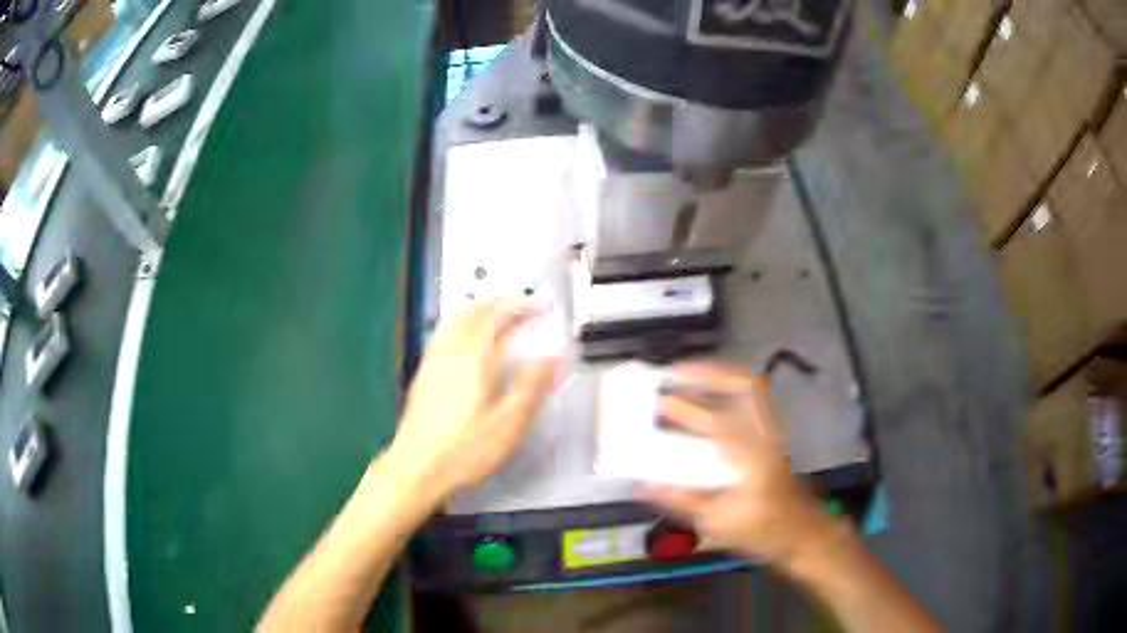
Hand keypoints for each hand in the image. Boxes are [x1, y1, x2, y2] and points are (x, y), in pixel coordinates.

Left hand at [385, 299, 559, 505]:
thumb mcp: (509, 423)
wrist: (416, 468)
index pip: (496, 315)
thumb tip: (553, 359)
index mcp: (473, 359)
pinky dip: (461, 326)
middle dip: (499, 303)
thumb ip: (532, 386)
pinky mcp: (423, 376)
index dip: (519, 305)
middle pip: (473, 312)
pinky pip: (443, 335)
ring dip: (478, 311)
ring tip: (495, 316)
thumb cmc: (462, 450)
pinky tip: (465, 343)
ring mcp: (432, 363)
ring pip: (454, 321)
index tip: (537, 306)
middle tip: (520, 306)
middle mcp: (449, 353)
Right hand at [640, 363, 842, 567]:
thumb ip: (680, 499)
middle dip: (708, 372)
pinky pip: (751, 400)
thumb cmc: (761, 529)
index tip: (655, 401)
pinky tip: (710, 400)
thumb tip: (641, 485)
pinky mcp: (771, 436)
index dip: (682, 407)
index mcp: (748, 453)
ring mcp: (770, 431)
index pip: (714, 418)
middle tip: (676, 373)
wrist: (801, 532)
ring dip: (718, 377)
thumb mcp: (716, 521)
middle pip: (744, 384)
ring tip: (689, 378)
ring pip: (750, 387)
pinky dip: (729, 391)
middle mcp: (762, 432)